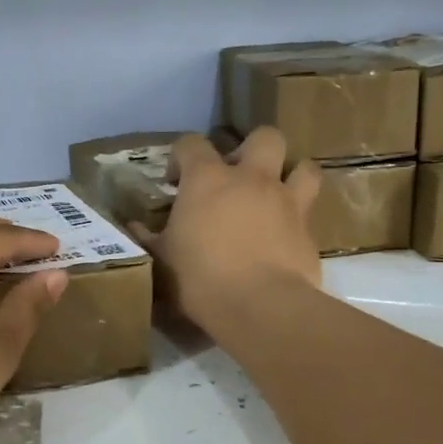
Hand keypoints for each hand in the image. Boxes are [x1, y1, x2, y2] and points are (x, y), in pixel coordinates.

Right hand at [135, 129, 320, 336]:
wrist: (260, 306)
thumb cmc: (200, 278)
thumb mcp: (161, 260)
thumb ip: (147, 238)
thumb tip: (132, 227)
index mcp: (208, 179)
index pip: (191, 143)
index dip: (181, 156)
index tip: (174, 181)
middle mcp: (252, 179)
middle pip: (265, 137)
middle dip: (252, 148)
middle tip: (238, 176)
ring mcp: (286, 202)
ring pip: (304, 167)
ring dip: (292, 175)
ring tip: (276, 195)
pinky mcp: (309, 231)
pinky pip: (310, 212)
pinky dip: (299, 219)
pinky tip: (286, 236)